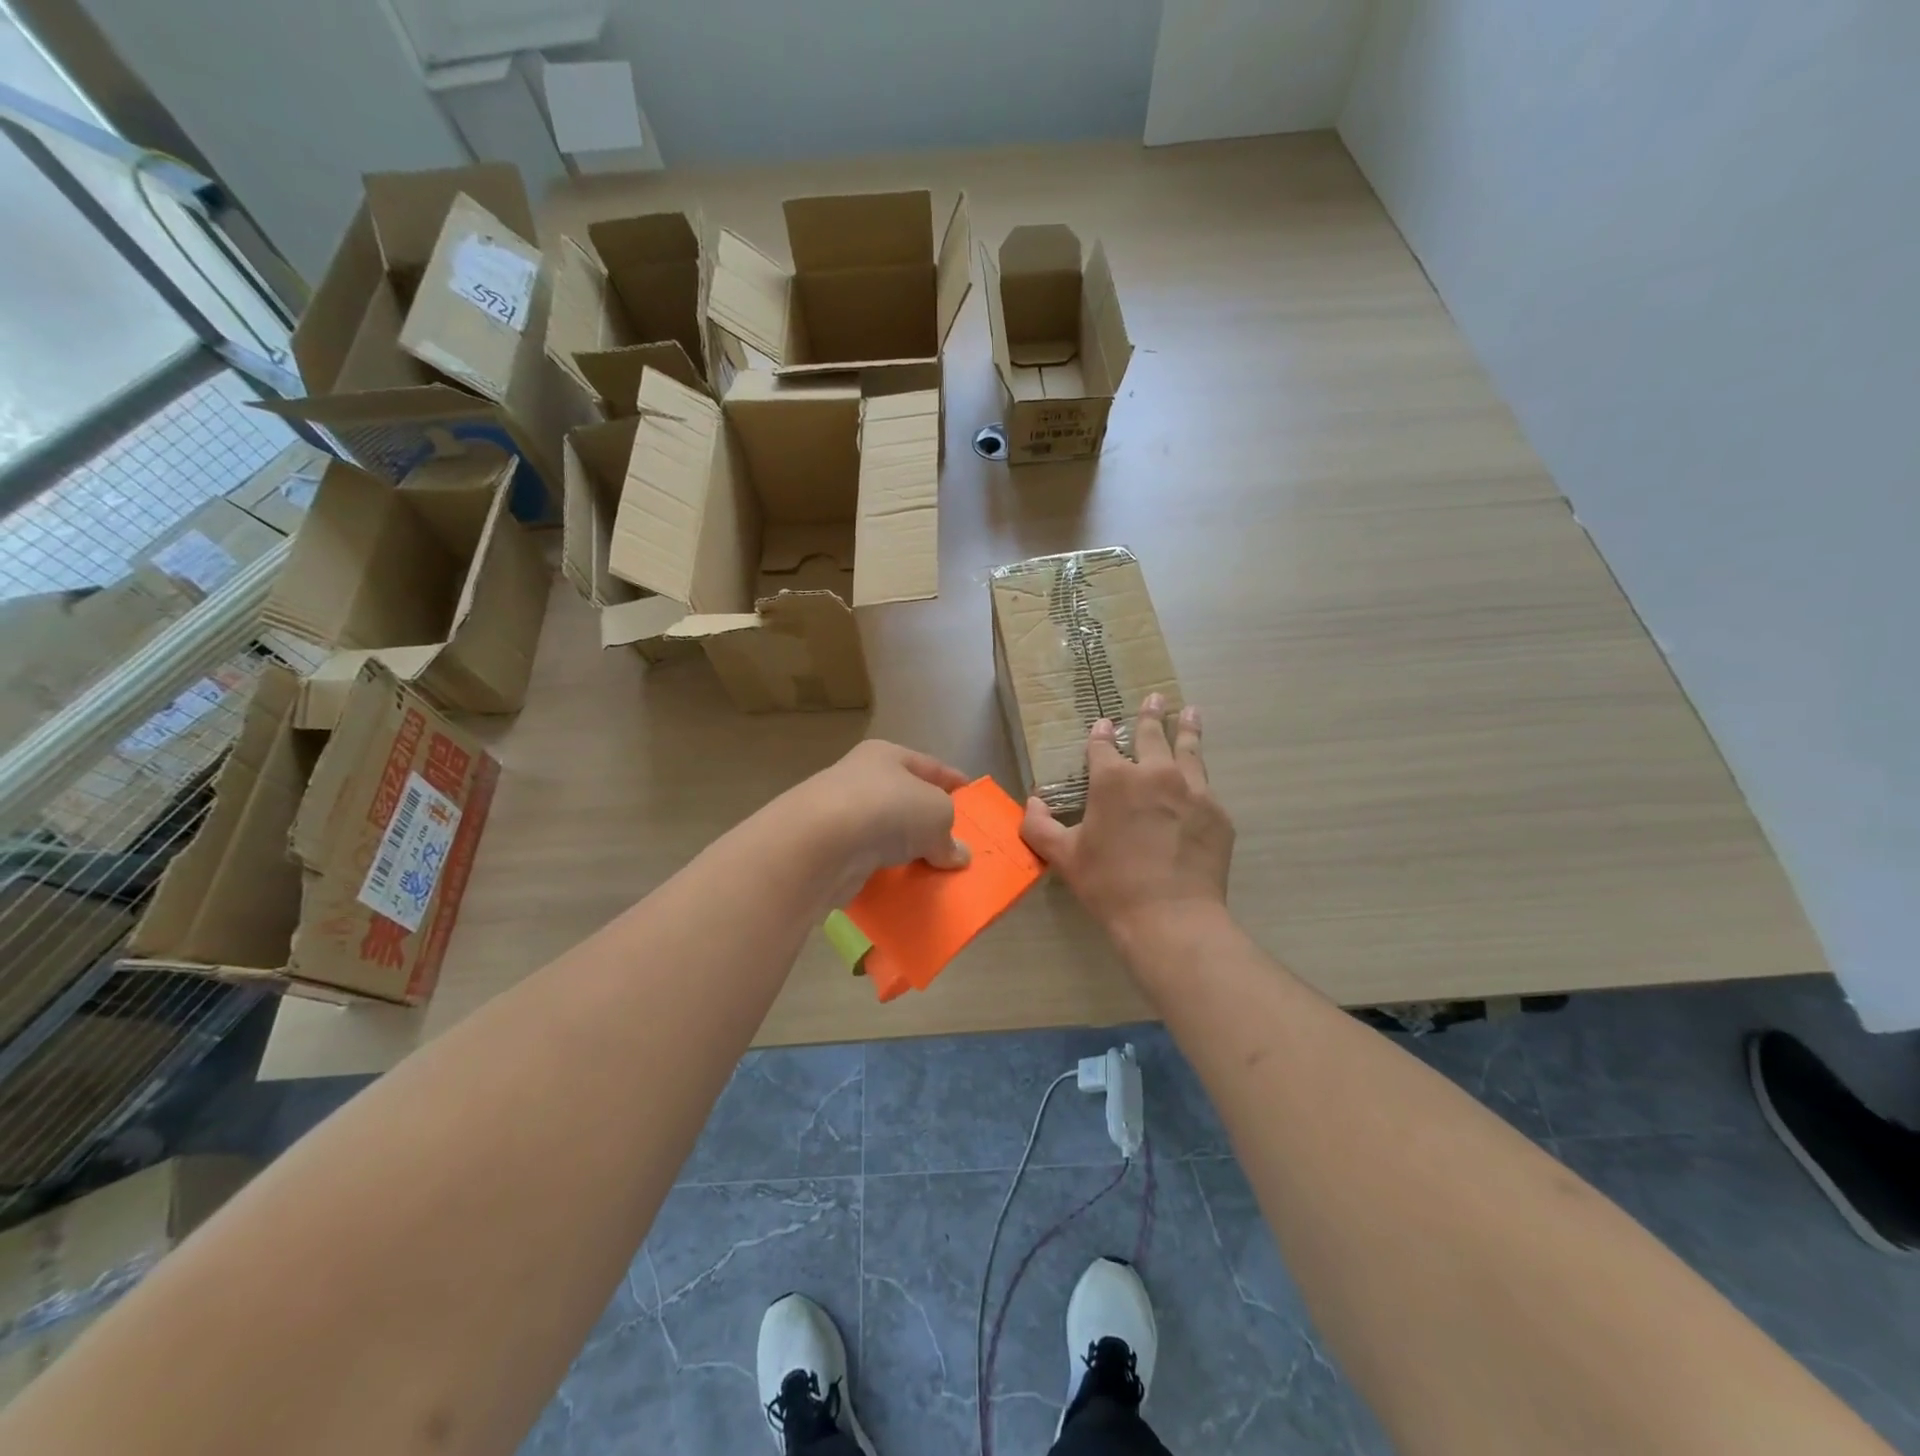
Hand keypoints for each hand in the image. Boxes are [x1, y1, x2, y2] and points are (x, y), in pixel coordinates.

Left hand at [792, 740, 970, 906]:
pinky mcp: (829, 851)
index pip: (930, 766)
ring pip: (885, 833)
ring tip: (934, 872)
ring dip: (906, 851)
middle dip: (930, 822)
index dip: (954, 783)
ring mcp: (841, 815)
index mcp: (886, 756)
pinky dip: (885, 873)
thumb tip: (958, 854)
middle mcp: (860, 779)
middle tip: (956, 845)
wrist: (821, 843)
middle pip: (905, 799)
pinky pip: (868, 862)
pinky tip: (903, 887)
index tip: (973, 801)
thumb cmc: (887, 809)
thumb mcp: (937, 814)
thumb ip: (950, 834)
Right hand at [1021, 695, 1234, 950]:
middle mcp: (1155, 773)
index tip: (1104, 725)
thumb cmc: (1109, 884)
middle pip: (1152, 734)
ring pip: (1189, 749)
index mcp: (1113, 779)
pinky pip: (1206, 787)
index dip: (1101, 734)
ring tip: (1190, 712)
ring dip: (1187, 729)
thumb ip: (1039, 826)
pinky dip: (1199, 779)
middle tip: (1155, 698)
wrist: (1170, 916)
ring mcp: (1192, 790)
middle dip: (1150, 715)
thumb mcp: (1064, 857)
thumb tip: (1030, 804)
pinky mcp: (1217, 812)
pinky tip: (1200, 781)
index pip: (1103, 745)